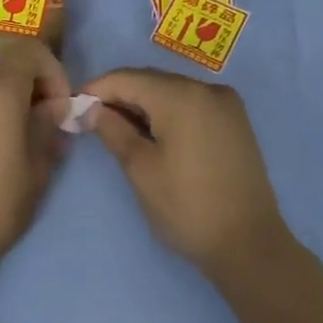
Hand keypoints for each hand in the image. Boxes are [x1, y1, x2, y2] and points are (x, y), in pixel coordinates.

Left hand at [0, 43, 70, 274]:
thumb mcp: (36, 167)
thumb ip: (47, 126)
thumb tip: (53, 107)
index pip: (30, 53)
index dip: (53, 72)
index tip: (60, 106)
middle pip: (6, 70)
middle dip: (31, 90)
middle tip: (44, 127)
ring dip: (6, 103)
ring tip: (17, 142)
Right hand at [82, 68, 294, 279]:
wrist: (249, 244)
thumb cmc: (186, 207)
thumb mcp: (140, 169)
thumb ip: (112, 130)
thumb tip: (88, 109)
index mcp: (182, 96)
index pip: (126, 78)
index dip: (96, 90)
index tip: (72, 108)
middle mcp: (207, 89)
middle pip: (151, 80)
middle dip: (119, 96)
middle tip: (90, 122)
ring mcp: (226, 104)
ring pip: (171, 91)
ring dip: (142, 105)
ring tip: (118, 131)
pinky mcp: (235, 122)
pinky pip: (191, 105)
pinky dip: (167, 113)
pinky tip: (152, 135)